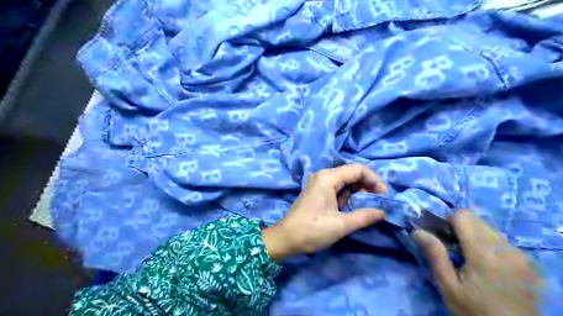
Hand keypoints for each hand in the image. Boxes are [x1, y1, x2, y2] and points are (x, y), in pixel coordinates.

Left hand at [260, 165, 387, 260]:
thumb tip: (382, 212)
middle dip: (367, 186)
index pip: (358, 169)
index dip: (374, 180)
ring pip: (345, 181)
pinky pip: (337, 189)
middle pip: (352, 173)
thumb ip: (364, 216)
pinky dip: (348, 196)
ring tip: (368, 206)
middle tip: (378, 202)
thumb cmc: (312, 230)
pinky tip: (354, 207)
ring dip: (359, 192)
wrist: (286, 238)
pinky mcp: (318, 192)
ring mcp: (319, 183)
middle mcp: (323, 176)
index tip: (383, 196)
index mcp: (328, 178)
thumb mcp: (341, 225)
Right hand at [413, 210, 543, 315]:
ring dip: (474, 235)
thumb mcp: (449, 287)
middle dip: (460, 227)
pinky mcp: (527, 262)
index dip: (447, 220)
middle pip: (476, 219)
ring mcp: (520, 255)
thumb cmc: (475, 312)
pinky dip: (487, 244)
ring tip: (467, 257)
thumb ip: (435, 255)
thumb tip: (417, 231)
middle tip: (451, 248)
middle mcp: (506, 248)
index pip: (463, 215)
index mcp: (485, 253)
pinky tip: (485, 264)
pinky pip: (501, 240)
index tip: (441, 236)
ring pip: (488, 228)